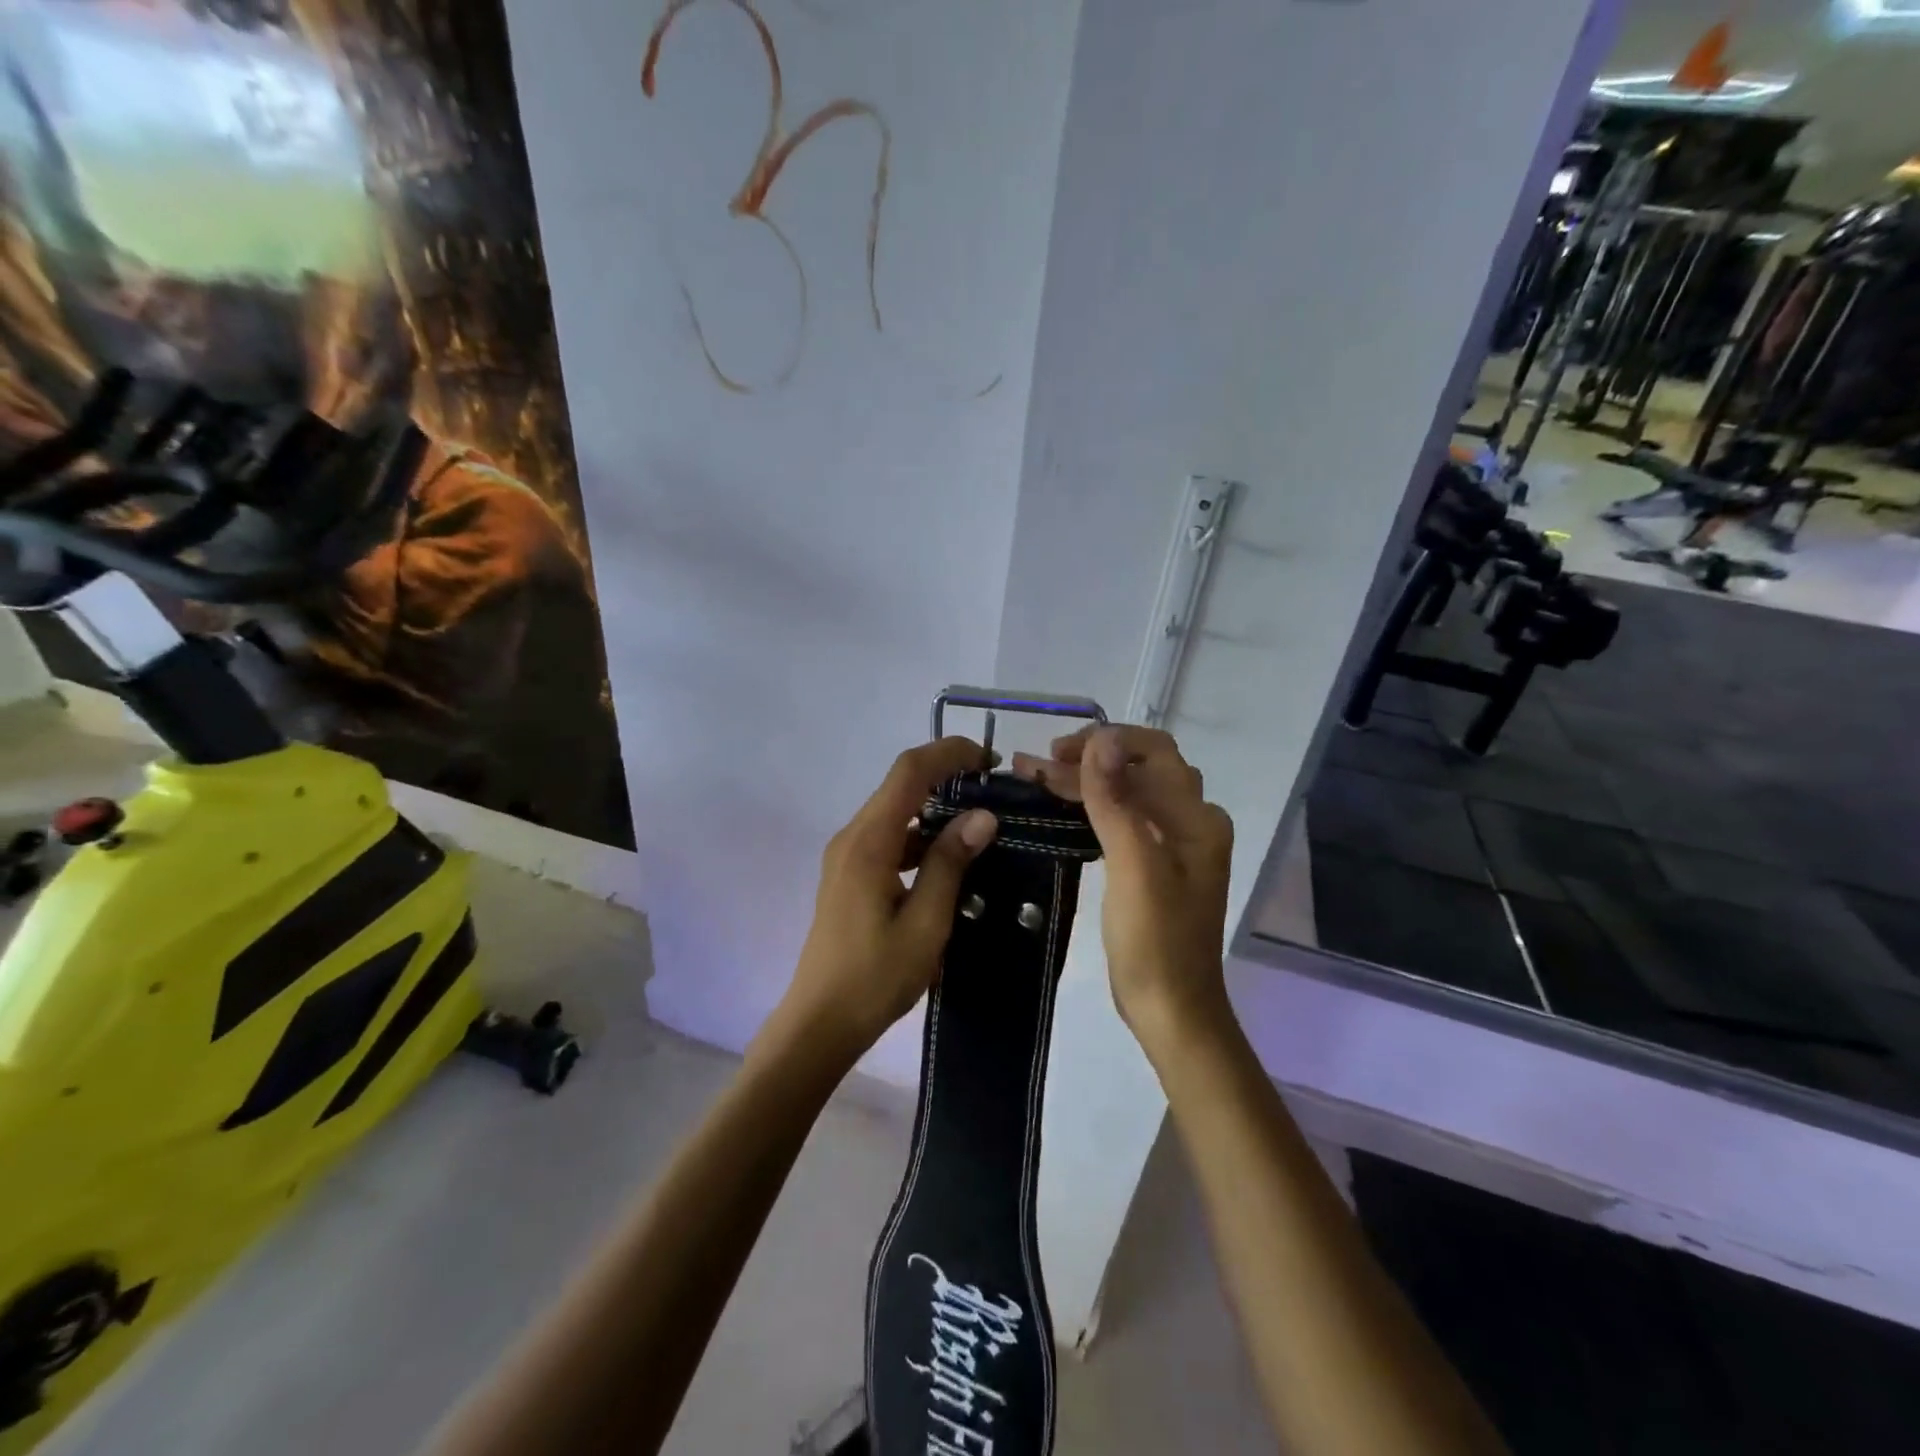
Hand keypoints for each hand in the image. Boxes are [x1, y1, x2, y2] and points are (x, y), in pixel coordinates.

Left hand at [779, 738, 998, 1059]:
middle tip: (994, 791)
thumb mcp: (925, 924)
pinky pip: (889, 839)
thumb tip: (982, 816)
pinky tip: (950, 862)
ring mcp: (847, 856)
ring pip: (896, 813)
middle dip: (947, 776)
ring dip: (936, 809)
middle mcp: (853, 838)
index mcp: (869, 842)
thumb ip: (950, 865)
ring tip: (981, 826)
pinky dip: (921, 838)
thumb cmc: (874, 977)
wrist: (820, 1023)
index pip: (909, 772)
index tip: (991, 760)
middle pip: (900, 786)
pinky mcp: (850, 876)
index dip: (949, 753)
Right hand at [1013, 726, 1232, 1051]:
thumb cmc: (1155, 942)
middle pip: (1137, 771)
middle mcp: (1190, 823)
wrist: (1170, 1010)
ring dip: (1084, 782)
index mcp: (1196, 818)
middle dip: (1086, 761)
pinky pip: (1121, 821)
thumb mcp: (1134, 867)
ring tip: (1035, 778)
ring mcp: (1173, 846)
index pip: (1153, 752)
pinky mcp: (1153, 867)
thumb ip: (1117, 801)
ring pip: (1126, 795)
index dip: (1106, 742)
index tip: (1056, 752)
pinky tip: (1061, 810)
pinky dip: (1090, 809)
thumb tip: (1100, 739)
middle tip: (1033, 765)